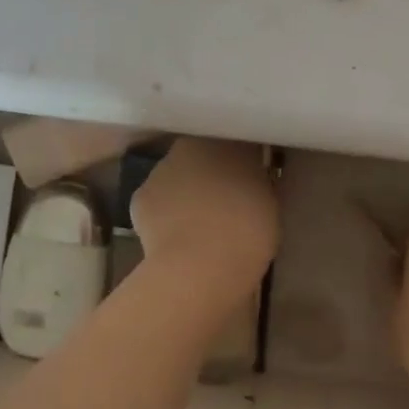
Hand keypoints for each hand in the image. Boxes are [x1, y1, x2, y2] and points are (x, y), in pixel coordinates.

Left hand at [130, 138, 277, 289]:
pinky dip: (164, 215)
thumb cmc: (247, 231)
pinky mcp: (139, 196)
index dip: (244, 163)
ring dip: (186, 193)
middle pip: (203, 156)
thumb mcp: (270, 204)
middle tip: (224, 202)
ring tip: (198, 225)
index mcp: (231, 142)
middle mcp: (193, 145)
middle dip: (211, 174)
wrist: (199, 265)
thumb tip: (251, 181)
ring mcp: (161, 169)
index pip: (239, 145)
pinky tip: (175, 237)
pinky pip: (157, 203)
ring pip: (177, 177)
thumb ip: (258, 184)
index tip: (251, 181)